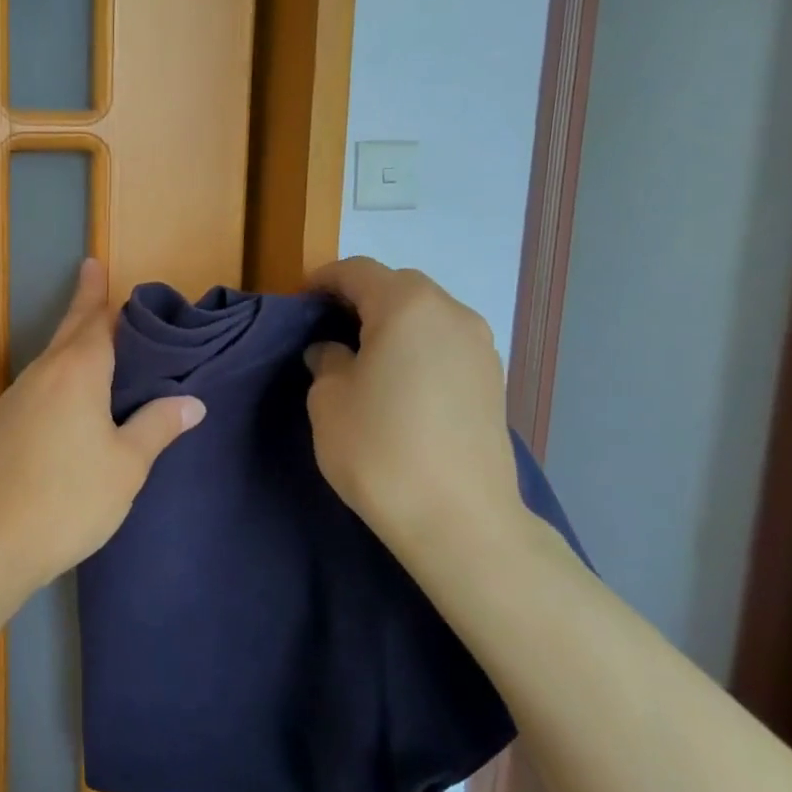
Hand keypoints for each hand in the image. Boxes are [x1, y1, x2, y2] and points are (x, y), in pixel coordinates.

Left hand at [0, 259, 204, 588]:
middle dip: (82, 306)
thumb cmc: (71, 498)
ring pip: (50, 358)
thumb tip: (191, 402)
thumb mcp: (127, 465)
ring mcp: (16, 399)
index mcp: (76, 373)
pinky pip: (39, 383)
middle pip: (67, 332)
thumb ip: (157, 427)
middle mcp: (42, 375)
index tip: (95, 265)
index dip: (98, 294)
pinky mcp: (2, 425)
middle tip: (92, 279)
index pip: (93, 321)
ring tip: (91, 338)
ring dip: (70, 342)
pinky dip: (58, 373)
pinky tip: (67, 393)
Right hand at [305, 257, 522, 562]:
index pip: (358, 272)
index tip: (298, 302)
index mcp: (407, 306)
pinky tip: (396, 382)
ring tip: (361, 356)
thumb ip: (326, 361)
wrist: (458, 519)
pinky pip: (444, 344)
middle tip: (326, 328)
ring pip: (425, 315)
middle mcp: (451, 314)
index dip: (323, 281)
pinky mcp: (493, 380)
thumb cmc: (380, 449)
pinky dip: (416, 348)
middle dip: (359, 298)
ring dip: (391, 323)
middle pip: (398, 287)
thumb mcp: (328, 400)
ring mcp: (480, 347)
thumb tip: (334, 352)